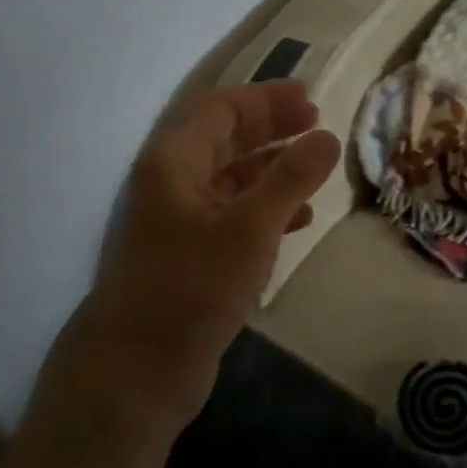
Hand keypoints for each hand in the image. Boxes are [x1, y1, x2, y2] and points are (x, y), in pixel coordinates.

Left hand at [83, 80, 340, 429]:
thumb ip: (290, 178)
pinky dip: (267, 210)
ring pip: (233, 180)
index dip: (266, 99)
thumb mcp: (249, 227)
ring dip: (273, 169)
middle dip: (271, 128)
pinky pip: (234, 217)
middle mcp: (173, 184)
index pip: (221, 110)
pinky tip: (299, 218)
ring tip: (315, 167)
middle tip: (317, 123)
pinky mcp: (191, 257)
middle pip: (226, 140)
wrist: (138, 369)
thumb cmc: (191, 287)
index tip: (310, 98)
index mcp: (174, 162)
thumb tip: (327, 137)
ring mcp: (180, 222)